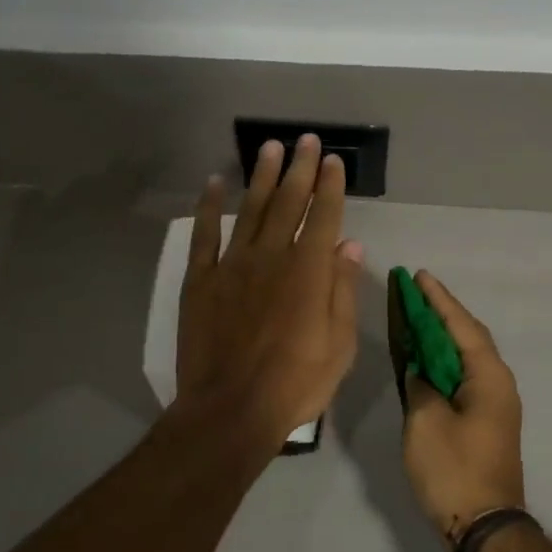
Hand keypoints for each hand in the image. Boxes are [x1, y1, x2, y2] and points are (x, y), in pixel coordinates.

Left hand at [175, 134, 364, 447]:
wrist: (230, 411)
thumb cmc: (295, 383)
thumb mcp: (339, 345)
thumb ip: (342, 290)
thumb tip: (350, 246)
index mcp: (309, 271)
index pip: (324, 216)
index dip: (330, 185)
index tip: (332, 160)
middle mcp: (272, 256)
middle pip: (289, 202)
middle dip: (300, 168)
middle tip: (306, 140)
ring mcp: (233, 265)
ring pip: (251, 209)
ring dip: (262, 176)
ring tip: (270, 148)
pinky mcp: (201, 280)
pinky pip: (205, 235)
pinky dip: (209, 206)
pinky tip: (215, 183)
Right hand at [401, 270, 525, 539]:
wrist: (485, 528)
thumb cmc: (454, 469)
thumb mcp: (426, 422)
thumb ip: (420, 385)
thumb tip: (420, 372)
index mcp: (489, 377)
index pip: (461, 326)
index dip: (439, 300)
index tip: (420, 276)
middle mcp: (499, 384)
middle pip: (470, 337)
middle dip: (443, 314)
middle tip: (417, 293)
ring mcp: (496, 405)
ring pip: (468, 359)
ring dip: (444, 339)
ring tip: (418, 320)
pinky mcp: (487, 423)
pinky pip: (465, 378)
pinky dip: (446, 364)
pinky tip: (427, 363)